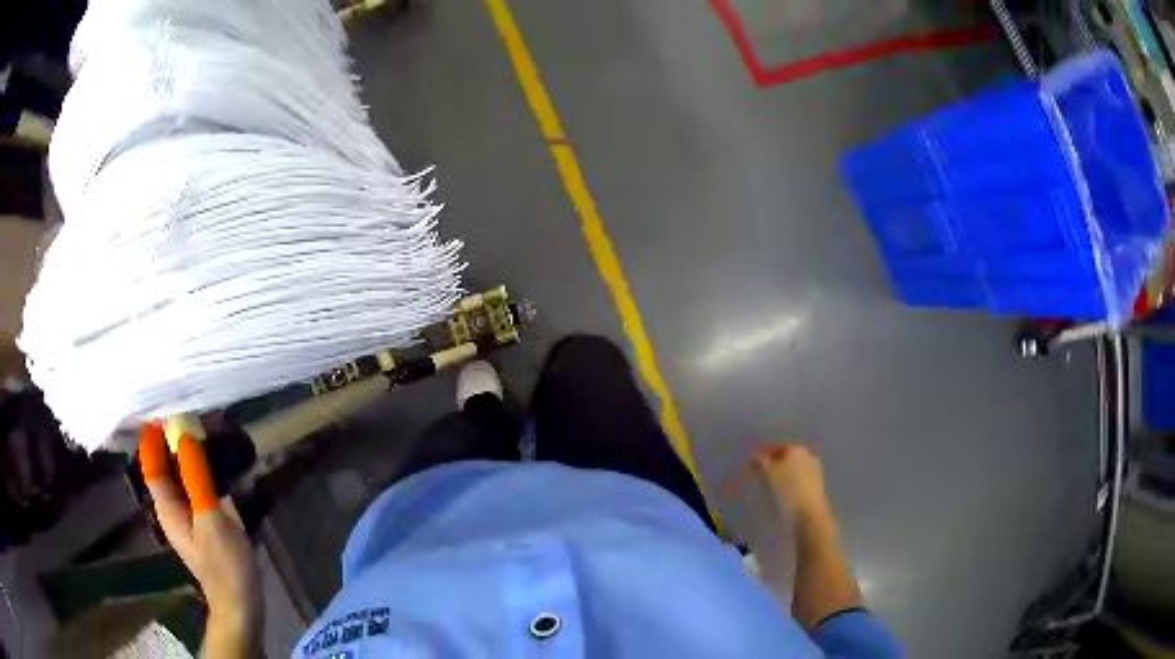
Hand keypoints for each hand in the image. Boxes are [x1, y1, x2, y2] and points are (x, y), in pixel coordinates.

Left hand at [139, 425, 261, 652]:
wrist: (240, 602)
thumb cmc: (225, 564)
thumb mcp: (212, 519)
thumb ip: (196, 478)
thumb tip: (183, 434)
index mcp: (166, 506)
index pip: (151, 461)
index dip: (155, 434)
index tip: (170, 408)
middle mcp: (170, 506)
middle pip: (165, 465)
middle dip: (176, 440)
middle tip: (198, 416)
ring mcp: (186, 515)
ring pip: (181, 475)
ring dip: (191, 453)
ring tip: (211, 432)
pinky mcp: (200, 522)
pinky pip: (194, 486)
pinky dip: (201, 470)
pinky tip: (218, 463)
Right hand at [753, 444, 830, 522]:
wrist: (808, 513)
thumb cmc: (786, 489)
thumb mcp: (768, 473)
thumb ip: (760, 461)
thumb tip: (756, 455)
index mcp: (796, 449)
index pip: (775, 448)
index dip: (761, 455)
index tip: (750, 466)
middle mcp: (808, 456)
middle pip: (785, 458)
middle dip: (773, 465)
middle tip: (759, 476)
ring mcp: (815, 472)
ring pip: (793, 470)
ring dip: (781, 476)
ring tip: (769, 487)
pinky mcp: (817, 487)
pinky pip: (798, 482)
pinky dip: (789, 485)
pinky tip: (782, 495)